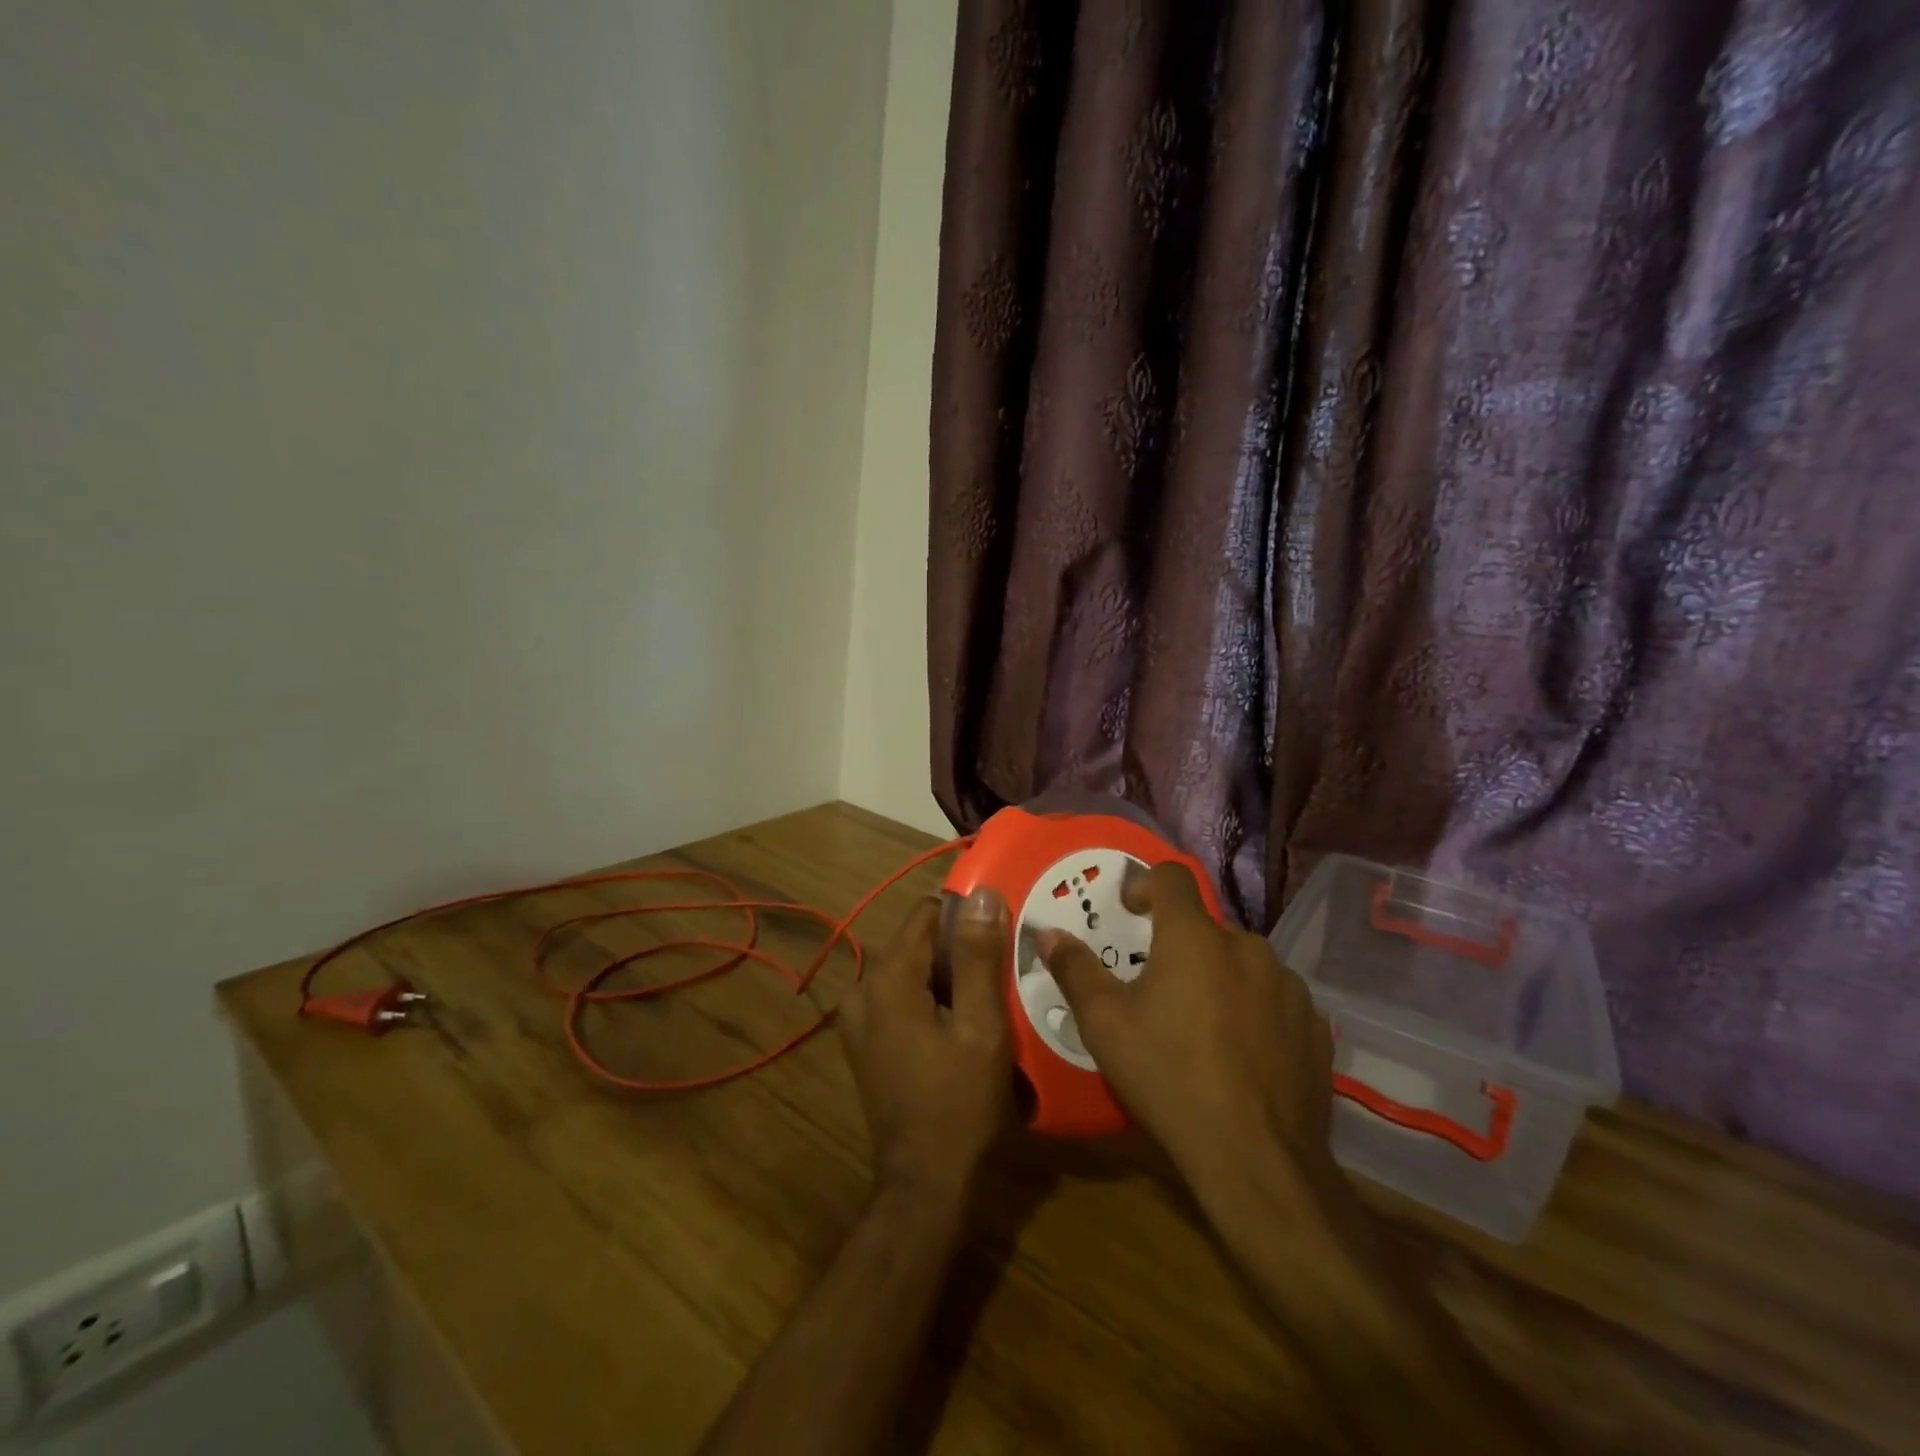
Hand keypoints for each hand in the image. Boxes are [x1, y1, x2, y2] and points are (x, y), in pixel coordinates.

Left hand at [838, 890, 1013, 1196]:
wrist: (924, 1181)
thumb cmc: (959, 1102)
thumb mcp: (980, 1026)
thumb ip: (978, 957)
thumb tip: (982, 894)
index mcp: (888, 977)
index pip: (927, 914)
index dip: (966, 921)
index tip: (998, 941)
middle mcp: (863, 987)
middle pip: (918, 942)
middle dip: (957, 953)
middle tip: (998, 980)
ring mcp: (857, 1016)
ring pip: (911, 970)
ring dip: (944, 979)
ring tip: (983, 1004)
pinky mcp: (863, 1040)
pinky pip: (899, 997)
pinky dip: (927, 1000)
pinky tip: (956, 1029)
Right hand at [1039, 863, 1334, 1189]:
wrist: (1257, 1161)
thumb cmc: (1169, 1078)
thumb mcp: (1105, 1025)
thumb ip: (1075, 970)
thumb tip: (1048, 934)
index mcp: (1194, 937)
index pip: (1172, 877)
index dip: (1145, 884)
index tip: (1129, 912)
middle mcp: (1248, 947)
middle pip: (1206, 928)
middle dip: (1180, 947)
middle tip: (1159, 992)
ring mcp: (1289, 987)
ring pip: (1243, 964)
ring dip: (1220, 978)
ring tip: (1202, 1028)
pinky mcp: (1315, 1026)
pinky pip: (1275, 1000)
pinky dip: (1254, 1011)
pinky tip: (1242, 1055)